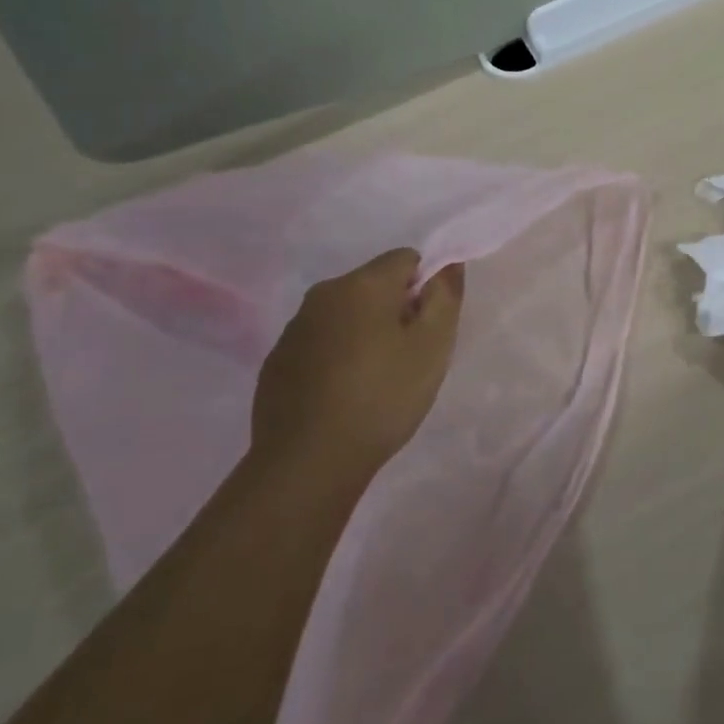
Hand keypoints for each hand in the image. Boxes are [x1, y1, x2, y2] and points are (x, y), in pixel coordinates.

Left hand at [251, 250, 464, 485]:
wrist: (307, 463)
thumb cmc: (382, 398)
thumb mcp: (433, 346)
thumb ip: (445, 296)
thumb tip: (447, 264)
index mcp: (362, 284)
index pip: (407, 259)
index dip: (425, 289)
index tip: (426, 329)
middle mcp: (323, 294)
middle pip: (374, 285)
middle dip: (395, 311)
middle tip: (407, 358)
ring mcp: (294, 328)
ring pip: (345, 315)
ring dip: (364, 334)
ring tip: (373, 382)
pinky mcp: (276, 362)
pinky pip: (319, 343)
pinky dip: (335, 358)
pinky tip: (341, 396)